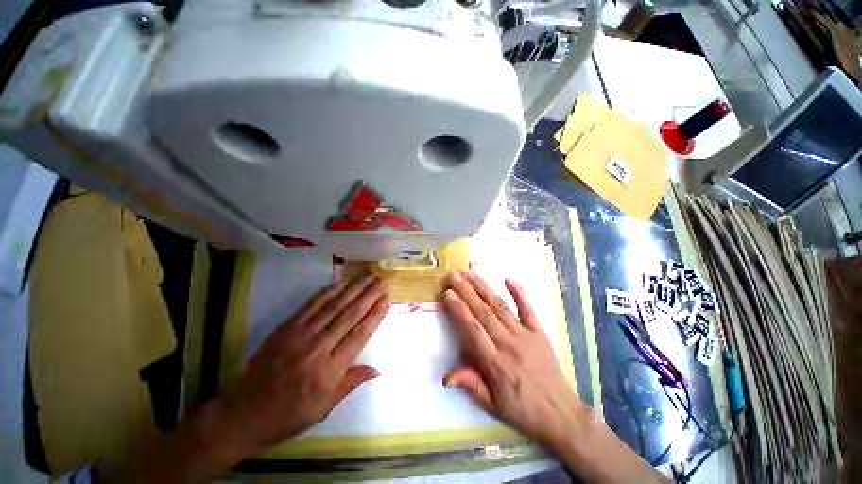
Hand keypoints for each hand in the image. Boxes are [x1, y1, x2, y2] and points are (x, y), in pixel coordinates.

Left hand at [96, 277, 390, 480]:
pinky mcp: (287, 327)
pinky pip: (312, 305)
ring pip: (334, 306)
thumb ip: (351, 383)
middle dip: (368, 296)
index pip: (359, 335)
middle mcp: (318, 348)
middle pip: (349, 315)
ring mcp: (301, 334)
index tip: (387, 300)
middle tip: (382, 281)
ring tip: (368, 277)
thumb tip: (377, 369)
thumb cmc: (290, 414)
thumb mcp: (324, 408)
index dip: (375, 315)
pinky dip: (329, 292)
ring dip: (353, 289)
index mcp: (329, 370)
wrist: (246, 412)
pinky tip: (342, 283)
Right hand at [443, 272, 666, 483]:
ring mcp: (526, 335)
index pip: (473, 330)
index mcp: (495, 363)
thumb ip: (470, 385)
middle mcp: (509, 344)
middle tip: (455, 277)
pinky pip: (528, 309)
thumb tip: (446, 376)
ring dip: (484, 288)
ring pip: (500, 307)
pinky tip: (507, 279)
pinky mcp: (539, 332)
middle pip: (484, 313)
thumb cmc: (522, 410)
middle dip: (467, 292)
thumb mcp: (492, 406)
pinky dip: (518, 292)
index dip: (460, 310)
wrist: (560, 414)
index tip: (448, 294)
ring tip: (470, 274)